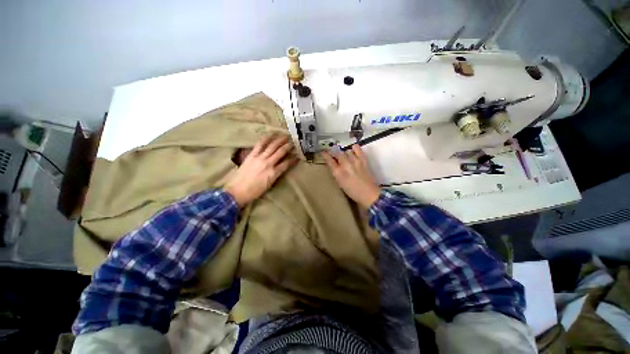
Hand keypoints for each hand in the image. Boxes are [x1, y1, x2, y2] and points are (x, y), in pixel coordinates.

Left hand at [225, 134, 296, 206]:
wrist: (237, 191)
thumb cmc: (254, 191)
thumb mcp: (269, 185)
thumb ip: (276, 175)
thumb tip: (281, 168)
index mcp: (274, 173)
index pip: (287, 164)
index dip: (293, 159)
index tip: (297, 156)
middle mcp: (268, 163)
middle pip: (281, 152)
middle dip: (288, 146)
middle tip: (293, 142)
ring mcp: (260, 158)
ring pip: (272, 146)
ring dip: (279, 140)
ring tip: (285, 136)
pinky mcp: (252, 155)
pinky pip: (260, 145)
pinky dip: (265, 139)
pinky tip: (270, 135)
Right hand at [322, 145, 379, 207]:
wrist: (368, 194)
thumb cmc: (352, 191)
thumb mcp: (340, 183)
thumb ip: (336, 173)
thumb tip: (334, 165)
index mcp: (338, 173)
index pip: (329, 160)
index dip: (325, 155)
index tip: (323, 152)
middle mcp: (345, 165)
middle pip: (338, 153)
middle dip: (336, 154)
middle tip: (336, 156)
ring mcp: (355, 161)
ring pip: (347, 151)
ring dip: (345, 154)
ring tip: (346, 157)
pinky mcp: (363, 160)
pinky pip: (358, 149)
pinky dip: (355, 148)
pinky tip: (353, 149)